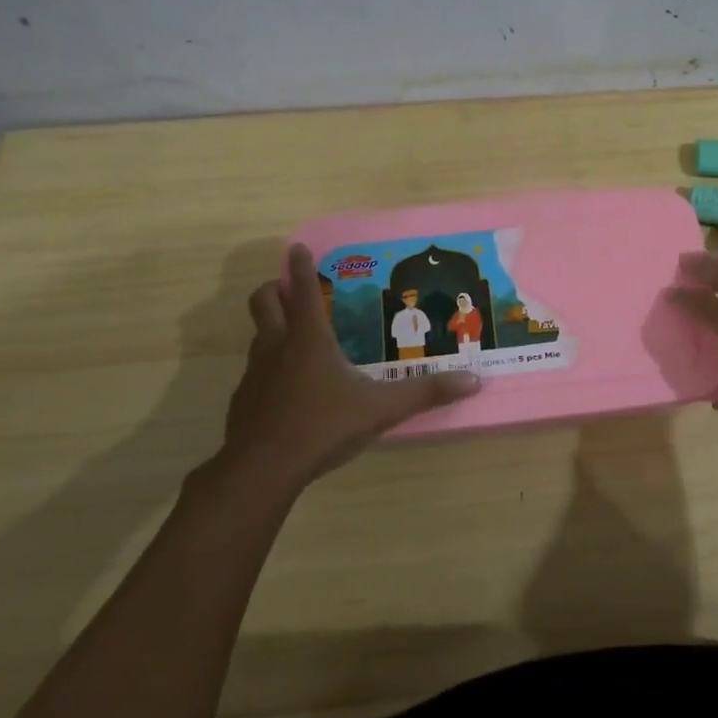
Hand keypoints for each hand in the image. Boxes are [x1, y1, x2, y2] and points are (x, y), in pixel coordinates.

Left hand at [211, 243, 479, 487]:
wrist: (262, 469)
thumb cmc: (322, 427)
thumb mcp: (381, 409)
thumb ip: (426, 393)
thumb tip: (473, 381)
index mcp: (309, 339)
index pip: (305, 290)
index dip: (302, 266)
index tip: (298, 248)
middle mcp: (277, 346)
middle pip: (264, 301)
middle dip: (276, 288)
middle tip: (294, 290)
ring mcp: (255, 372)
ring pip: (258, 334)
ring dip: (273, 326)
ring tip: (299, 338)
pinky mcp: (244, 399)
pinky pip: (256, 369)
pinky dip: (270, 366)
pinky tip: (290, 389)